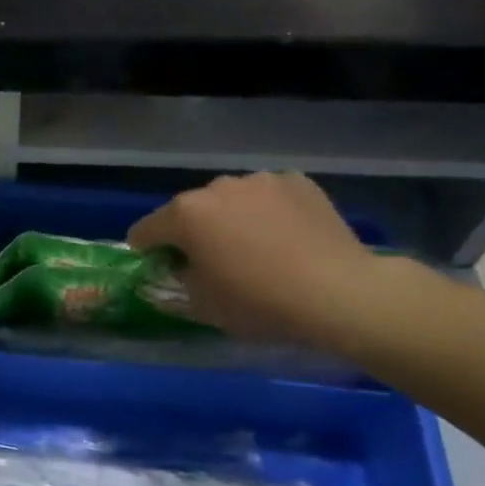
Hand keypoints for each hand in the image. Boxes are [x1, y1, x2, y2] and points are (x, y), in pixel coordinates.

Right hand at [127, 172, 382, 345]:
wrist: (339, 293)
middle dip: (193, 233)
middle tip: (213, 263)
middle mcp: (217, 186)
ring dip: (230, 219)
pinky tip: (286, 237)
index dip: (146, 252)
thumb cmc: (259, 302)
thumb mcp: (202, 306)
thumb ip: (174, 283)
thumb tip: (172, 271)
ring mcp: (260, 180)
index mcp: (185, 213)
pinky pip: (268, 197)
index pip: (145, 230)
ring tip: (255, 248)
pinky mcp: (298, 181)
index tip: (161, 270)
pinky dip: (267, 212)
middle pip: (189, 211)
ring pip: (230, 200)